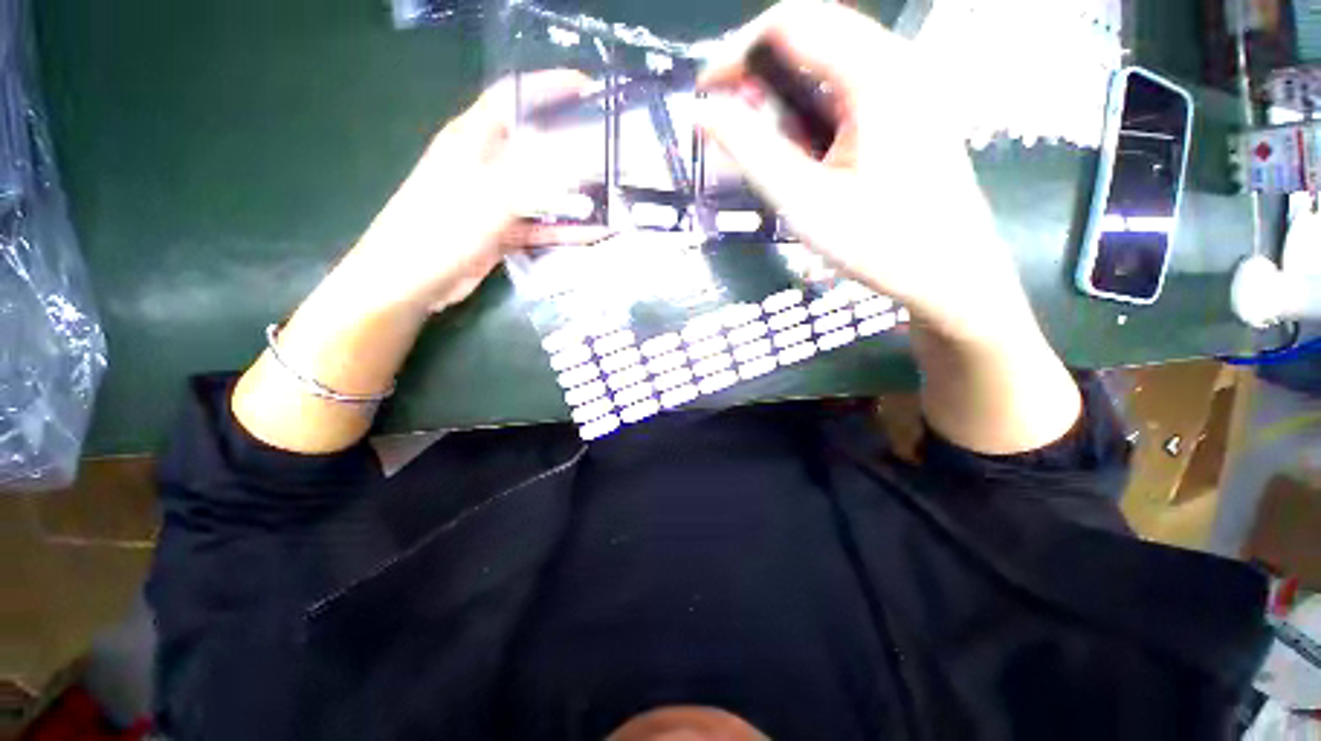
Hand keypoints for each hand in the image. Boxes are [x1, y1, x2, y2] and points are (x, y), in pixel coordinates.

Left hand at [342, 71, 612, 315]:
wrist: (411, 281)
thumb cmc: (441, 229)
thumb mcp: (491, 196)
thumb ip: (534, 176)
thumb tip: (576, 155)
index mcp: (472, 140)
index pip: (511, 98)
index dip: (546, 86)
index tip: (585, 87)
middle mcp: (484, 165)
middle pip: (533, 146)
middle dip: (570, 146)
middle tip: (606, 150)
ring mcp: (494, 201)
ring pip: (541, 191)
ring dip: (571, 196)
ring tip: (608, 196)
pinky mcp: (501, 230)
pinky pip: (539, 225)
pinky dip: (563, 230)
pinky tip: (591, 234)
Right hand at [698, 1, 1034, 344]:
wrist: (949, 273)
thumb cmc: (878, 244)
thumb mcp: (804, 202)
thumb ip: (752, 153)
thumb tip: (705, 114)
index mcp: (875, 75)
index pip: (789, 24)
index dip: (736, 52)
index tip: (705, 93)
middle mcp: (896, 62)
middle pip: (811, 32)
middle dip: (759, 69)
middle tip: (729, 117)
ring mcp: (908, 83)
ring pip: (829, 59)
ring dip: (785, 90)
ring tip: (761, 139)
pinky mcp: (909, 107)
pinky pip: (847, 84)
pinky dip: (810, 106)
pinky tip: (801, 147)